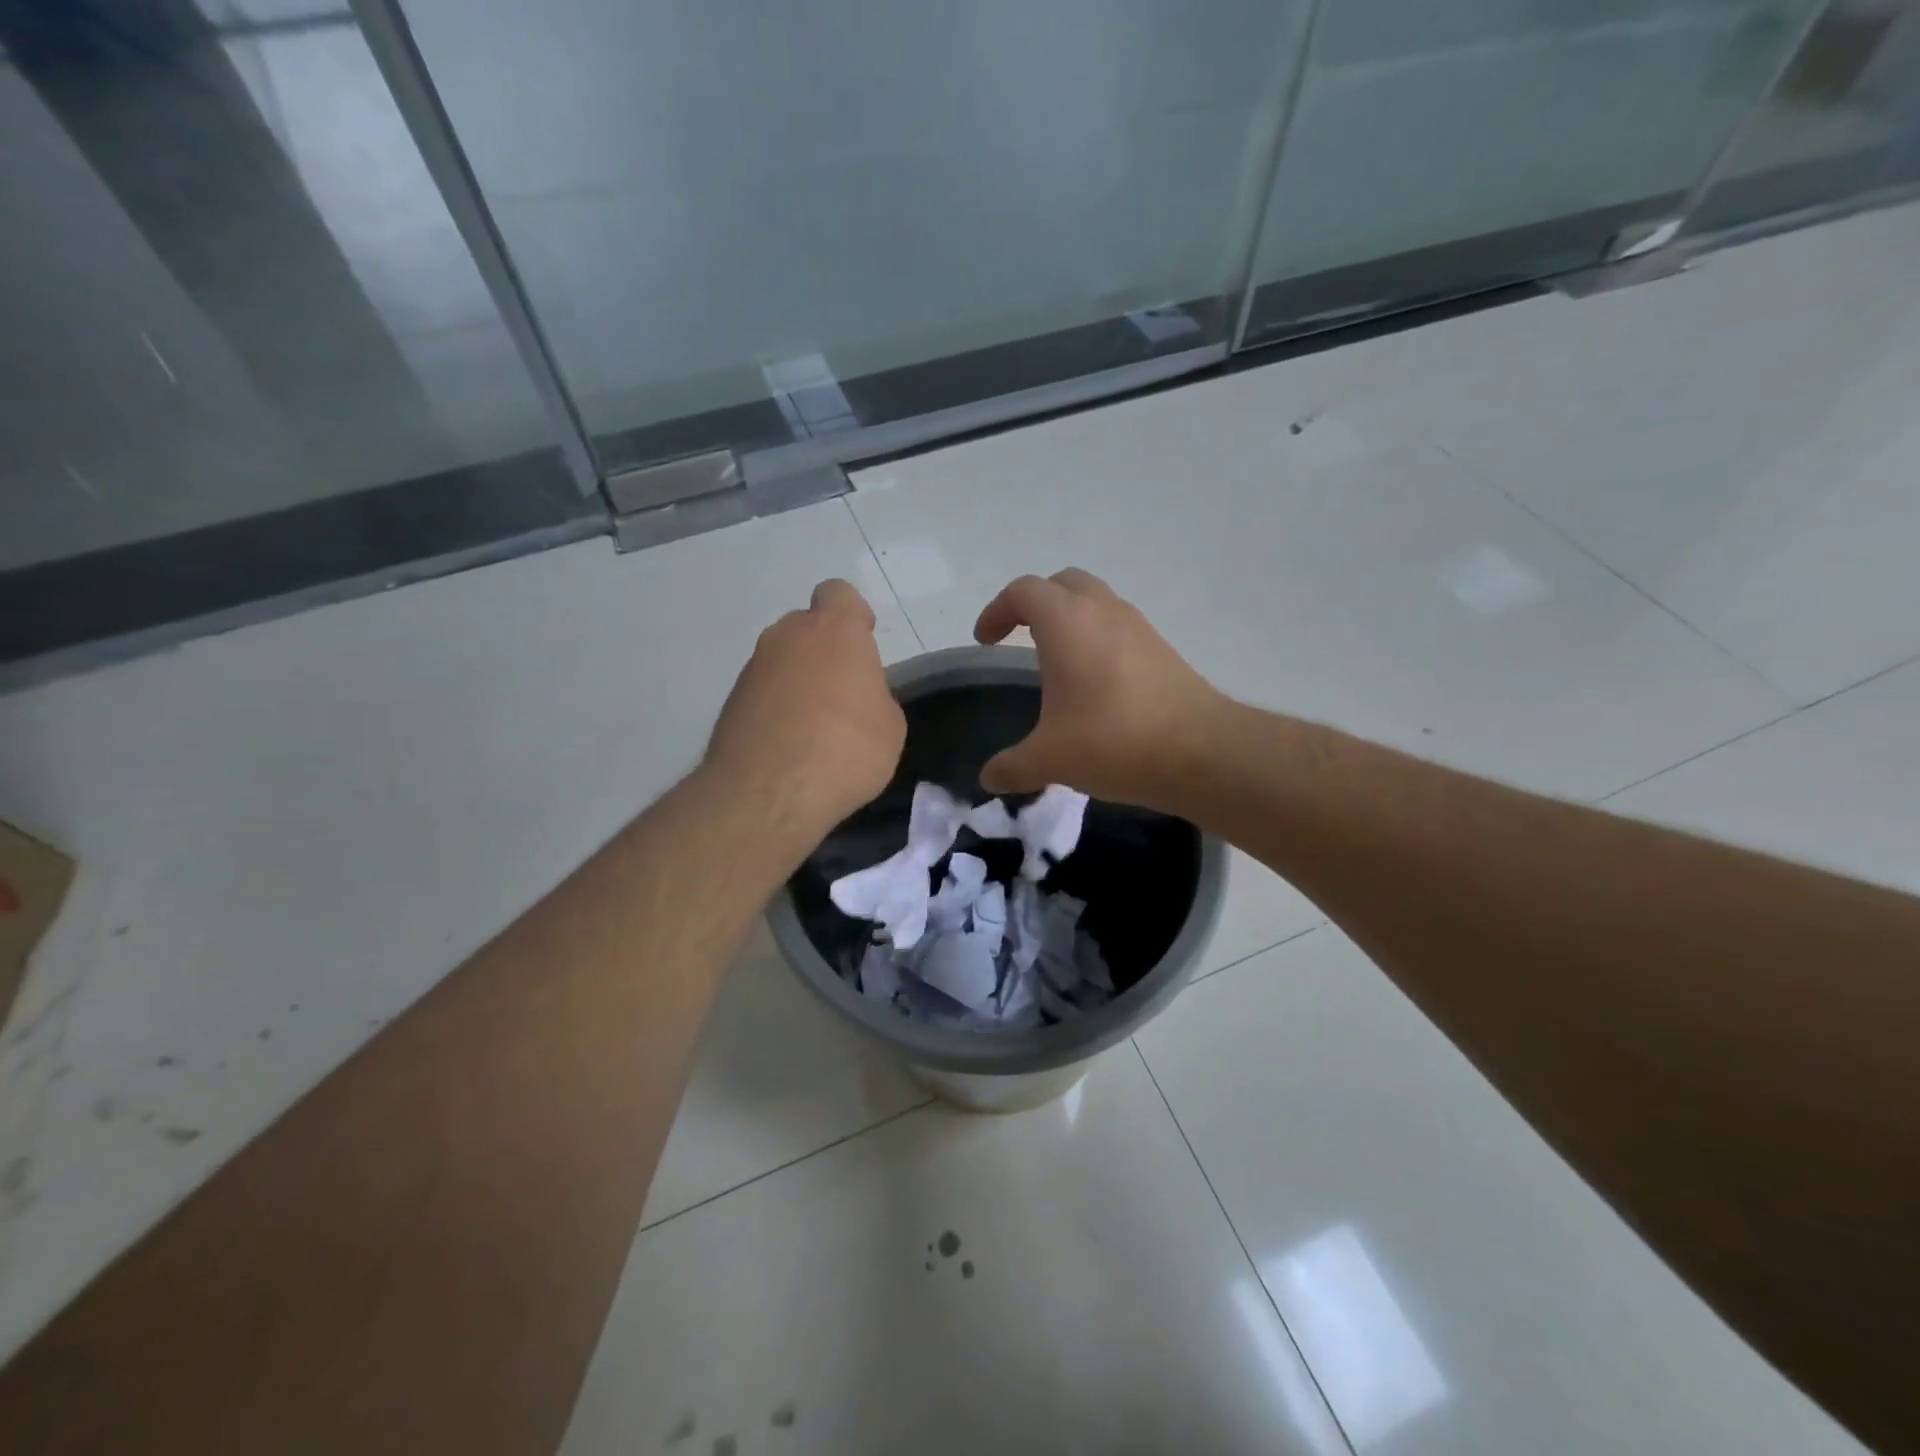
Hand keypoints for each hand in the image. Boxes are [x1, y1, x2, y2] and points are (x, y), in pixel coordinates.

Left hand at [705, 580, 905, 844]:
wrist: (769, 792)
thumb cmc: (847, 749)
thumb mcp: (890, 726)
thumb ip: (874, 697)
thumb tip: (857, 700)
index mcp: (835, 631)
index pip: (839, 594)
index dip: (853, 616)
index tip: (863, 646)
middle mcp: (788, 636)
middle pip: (807, 626)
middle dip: (824, 650)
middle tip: (842, 693)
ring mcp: (753, 667)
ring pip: (782, 659)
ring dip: (798, 680)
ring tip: (814, 727)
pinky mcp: (730, 700)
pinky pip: (763, 691)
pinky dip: (776, 707)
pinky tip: (789, 745)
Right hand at [973, 569, 1224, 807]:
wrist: (1201, 751)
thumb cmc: (1112, 741)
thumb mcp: (1049, 759)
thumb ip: (1011, 767)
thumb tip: (989, 779)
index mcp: (1066, 622)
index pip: (1022, 592)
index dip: (997, 611)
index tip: (985, 641)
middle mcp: (1102, 611)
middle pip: (1062, 584)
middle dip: (1035, 603)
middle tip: (1019, 636)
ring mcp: (1138, 626)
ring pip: (1096, 601)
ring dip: (1071, 619)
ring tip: (1057, 660)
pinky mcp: (1162, 648)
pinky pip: (1120, 627)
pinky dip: (1098, 639)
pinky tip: (1095, 683)